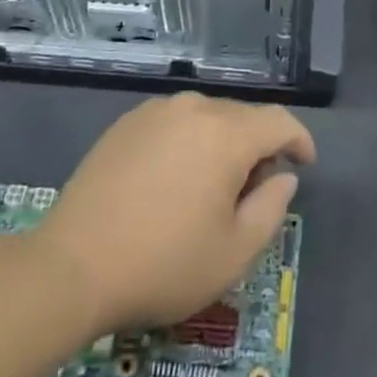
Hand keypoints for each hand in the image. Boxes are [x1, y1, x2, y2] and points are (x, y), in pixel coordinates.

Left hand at [33, 93, 315, 336]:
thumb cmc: (164, 264)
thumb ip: (271, 208)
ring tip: (213, 186)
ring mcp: (156, 112)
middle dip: (259, 146)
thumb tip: (282, 176)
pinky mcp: (126, 123)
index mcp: (227, 134)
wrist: (72, 268)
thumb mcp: (234, 252)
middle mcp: (194, 108)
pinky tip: (175, 178)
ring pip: (208, 117)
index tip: (304, 165)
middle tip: (255, 190)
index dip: (299, 141)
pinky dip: (189, 142)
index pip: (279, 121)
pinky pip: (175, 123)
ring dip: (222, 143)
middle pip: (243, 117)